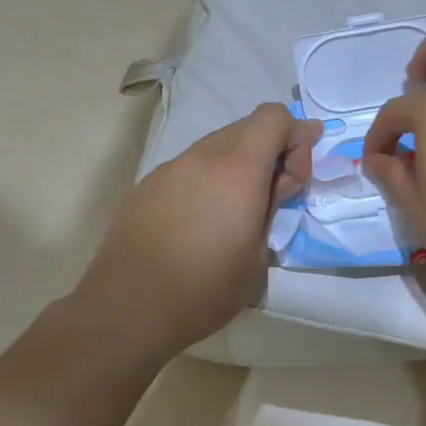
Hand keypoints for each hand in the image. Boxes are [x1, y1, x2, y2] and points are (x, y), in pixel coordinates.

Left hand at [75, 103, 320, 358]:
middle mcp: (202, 157)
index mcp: (237, 170)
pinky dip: (207, 180)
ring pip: (215, 147)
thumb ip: (271, 209)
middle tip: (272, 196)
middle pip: (246, 128)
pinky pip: (189, 167)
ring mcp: (169, 168)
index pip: (275, 117)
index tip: (296, 179)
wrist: (129, 308)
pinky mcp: (147, 186)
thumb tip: (272, 187)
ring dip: (237, 166)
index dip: (296, 138)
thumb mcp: (258, 257)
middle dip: (270, 152)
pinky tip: (199, 221)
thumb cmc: (205, 289)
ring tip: (233, 212)